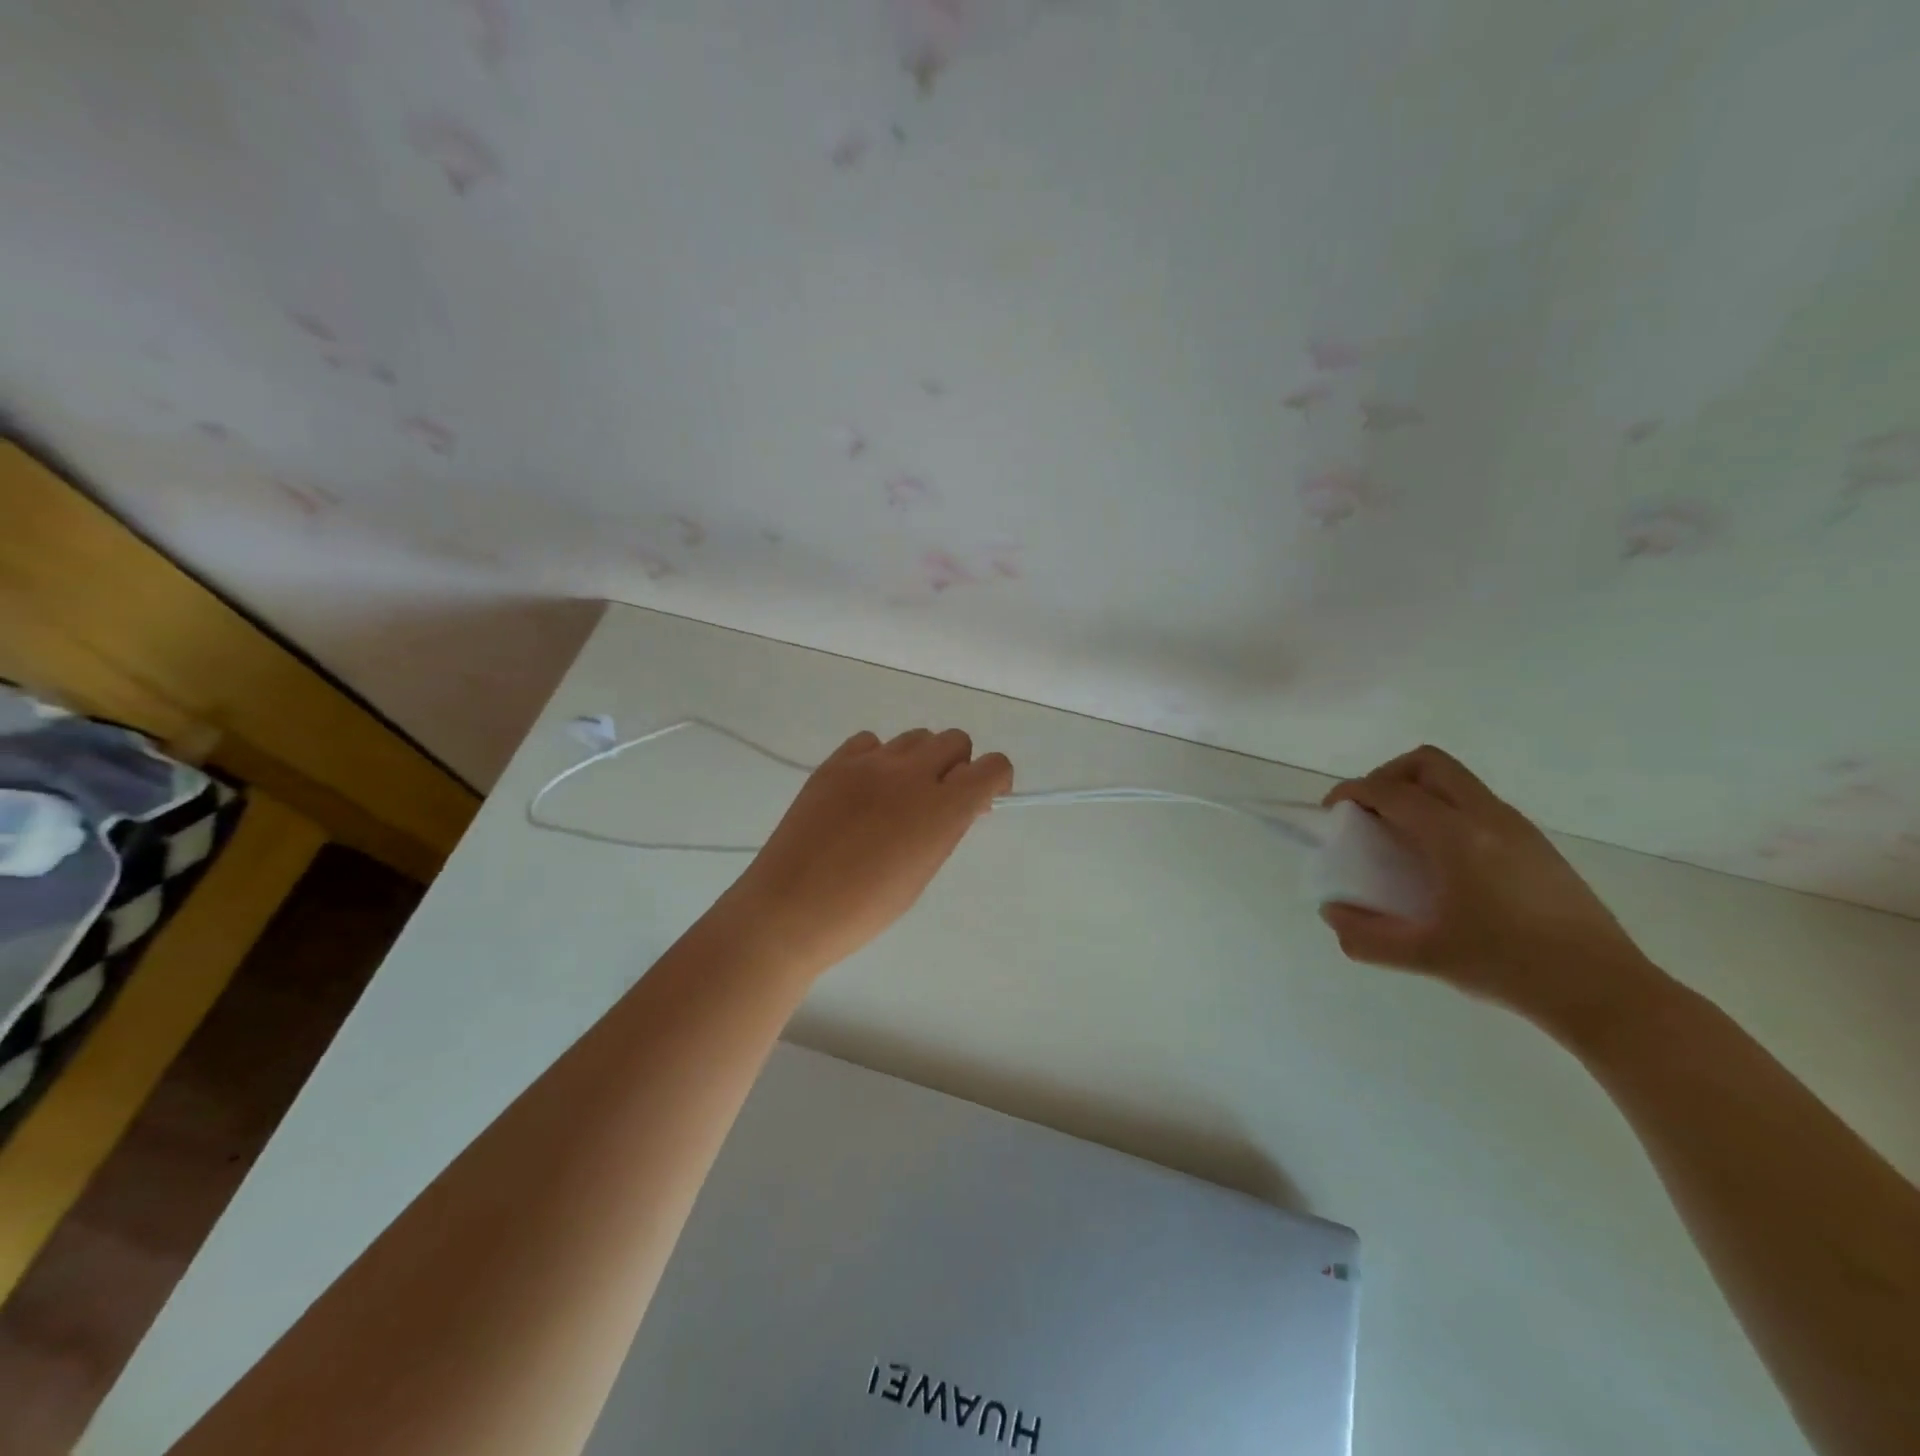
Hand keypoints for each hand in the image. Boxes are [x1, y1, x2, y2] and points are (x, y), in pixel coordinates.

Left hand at [718, 728, 1012, 975]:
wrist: (789, 909)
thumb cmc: (863, 909)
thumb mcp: (921, 873)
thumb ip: (946, 829)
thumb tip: (960, 803)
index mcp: (941, 809)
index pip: (993, 766)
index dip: (995, 780)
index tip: (982, 800)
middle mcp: (910, 774)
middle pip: (955, 740)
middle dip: (958, 766)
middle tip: (939, 800)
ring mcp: (868, 764)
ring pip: (915, 737)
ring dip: (920, 760)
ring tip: (898, 797)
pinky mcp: (834, 763)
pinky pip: (871, 742)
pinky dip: (879, 759)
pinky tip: (865, 791)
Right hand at [1320, 746, 1664, 1039]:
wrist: (1607, 992)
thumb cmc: (1510, 968)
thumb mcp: (1426, 958)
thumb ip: (1367, 936)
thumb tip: (1332, 914)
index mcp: (1457, 838)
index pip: (1391, 792)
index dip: (1352, 792)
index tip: (1331, 811)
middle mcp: (1488, 818)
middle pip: (1428, 763)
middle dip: (1387, 776)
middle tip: (1369, 812)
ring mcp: (1519, 828)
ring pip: (1457, 781)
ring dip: (1419, 791)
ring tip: (1401, 837)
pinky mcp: (1537, 845)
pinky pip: (1478, 804)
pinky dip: (1446, 810)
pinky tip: (1443, 861)